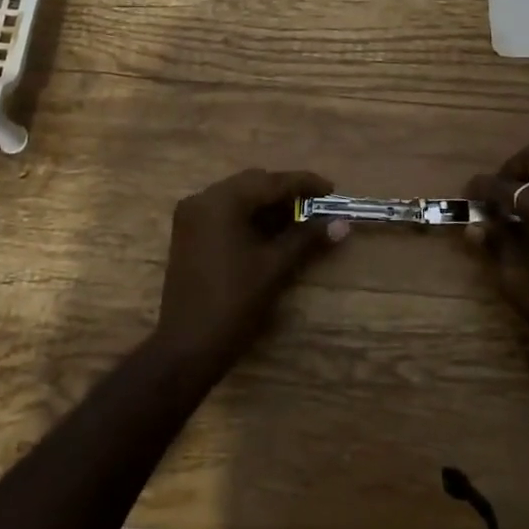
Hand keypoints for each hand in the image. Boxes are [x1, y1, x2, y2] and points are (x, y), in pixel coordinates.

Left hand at [154, 169, 348, 374]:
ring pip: (238, 196)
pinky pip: (225, 212)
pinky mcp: (188, 233)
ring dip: (268, 204)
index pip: (271, 182)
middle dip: (286, 192)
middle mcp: (203, 198)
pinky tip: (271, 230)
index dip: (304, 184)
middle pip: (253, 183)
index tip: (332, 190)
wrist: (187, 346)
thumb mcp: (274, 267)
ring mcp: (191, 215)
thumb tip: (341, 224)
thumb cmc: (234, 303)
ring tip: (300, 219)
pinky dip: (249, 216)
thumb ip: (307, 238)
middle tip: (317, 206)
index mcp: (222, 201)